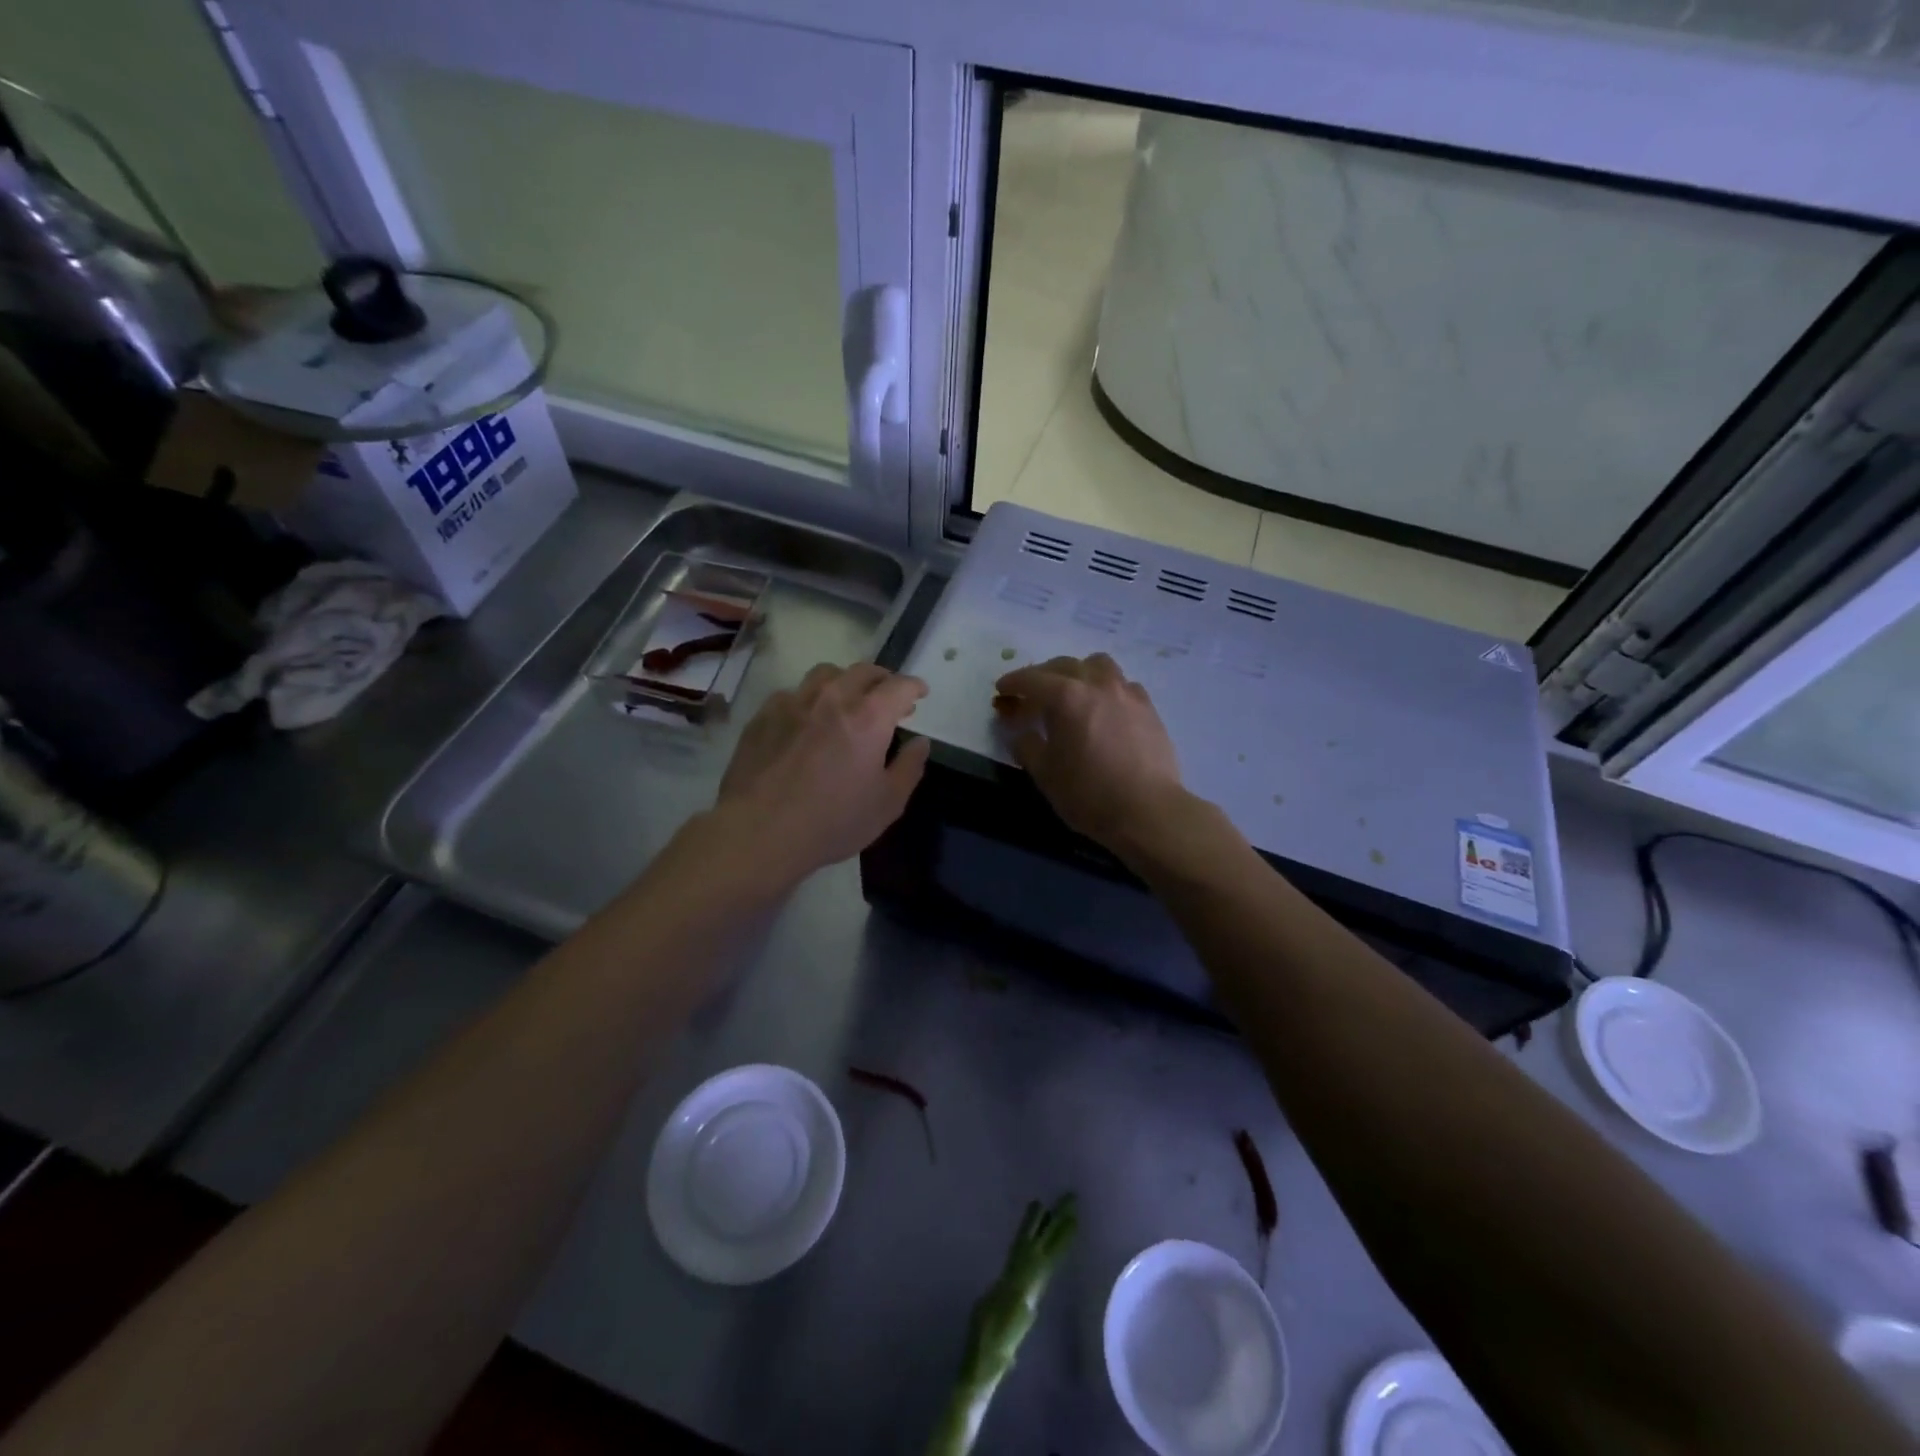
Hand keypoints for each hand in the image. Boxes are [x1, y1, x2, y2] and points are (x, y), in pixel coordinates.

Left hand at [713, 662, 930, 880]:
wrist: (760, 832)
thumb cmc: (833, 821)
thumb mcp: (887, 803)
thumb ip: (909, 767)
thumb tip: (920, 743)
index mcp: (868, 717)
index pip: (899, 686)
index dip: (914, 686)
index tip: (919, 694)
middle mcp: (832, 698)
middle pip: (863, 671)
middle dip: (882, 680)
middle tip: (887, 699)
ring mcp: (794, 703)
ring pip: (825, 674)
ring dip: (844, 682)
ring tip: (846, 701)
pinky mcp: (763, 715)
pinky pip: (792, 693)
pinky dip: (809, 699)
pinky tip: (807, 721)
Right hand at [992, 654, 1187, 854]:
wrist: (1148, 811)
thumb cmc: (1088, 794)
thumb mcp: (1044, 774)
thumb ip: (1027, 745)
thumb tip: (1021, 732)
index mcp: (1066, 697)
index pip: (1032, 679)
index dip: (1013, 683)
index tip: (1002, 690)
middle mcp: (1097, 685)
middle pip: (1064, 665)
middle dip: (1042, 676)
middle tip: (1031, 695)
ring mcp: (1127, 693)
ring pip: (1098, 665)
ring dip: (1078, 673)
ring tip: (1071, 693)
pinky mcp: (1148, 708)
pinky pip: (1122, 684)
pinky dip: (1106, 688)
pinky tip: (1104, 708)